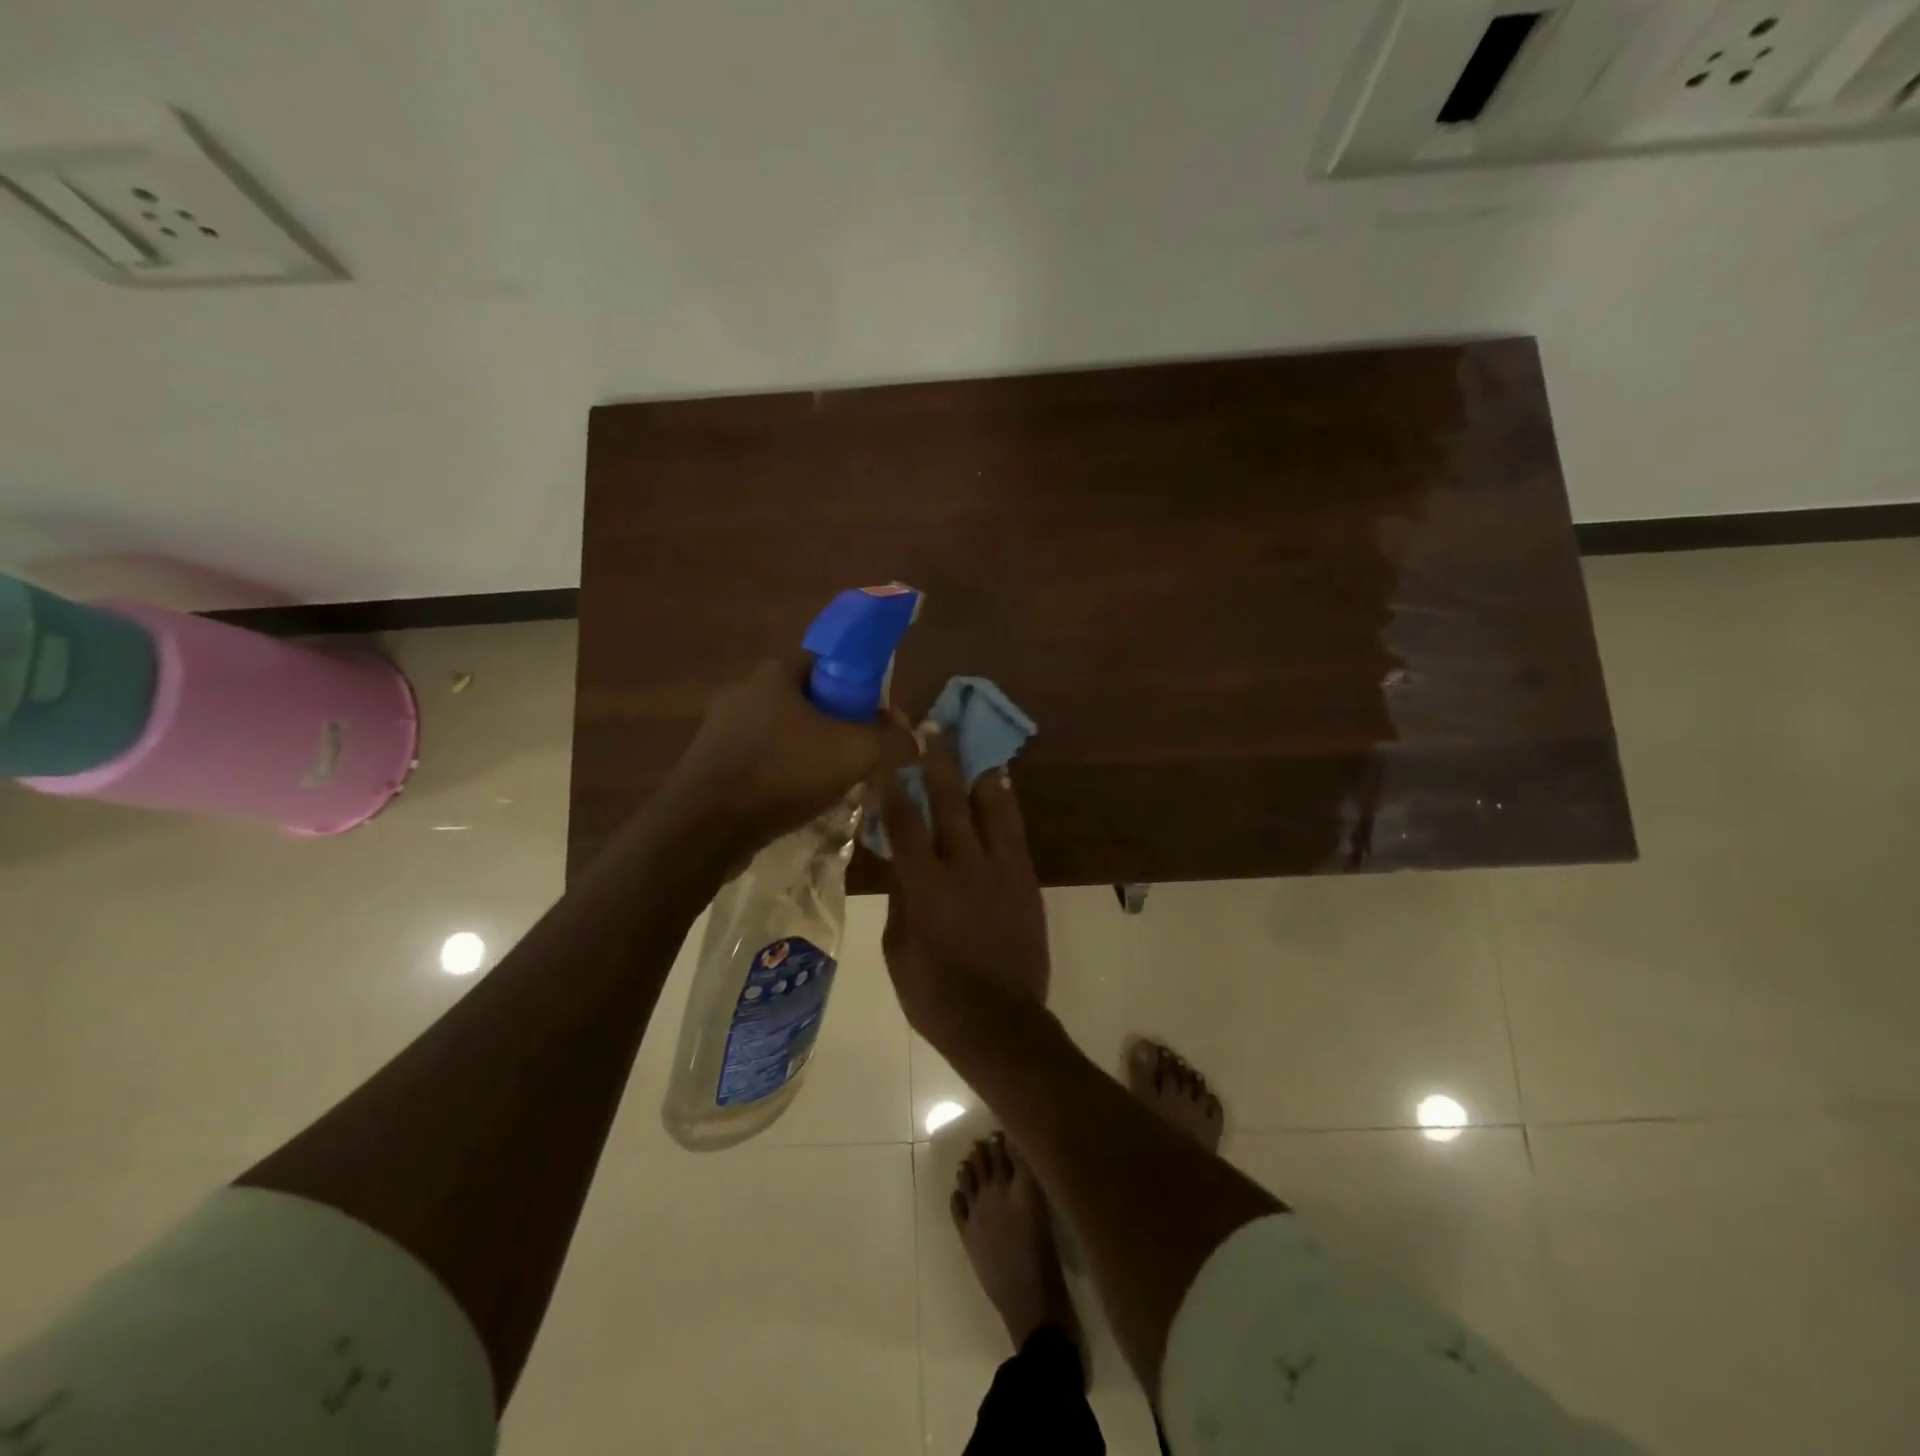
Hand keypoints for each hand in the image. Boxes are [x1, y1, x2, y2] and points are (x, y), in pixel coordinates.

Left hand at [664, 653, 916, 850]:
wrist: (705, 826)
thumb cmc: (782, 772)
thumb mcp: (854, 752)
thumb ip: (891, 741)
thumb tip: (917, 741)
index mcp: (774, 673)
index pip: (825, 661)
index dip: (856, 683)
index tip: (873, 714)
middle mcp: (743, 691)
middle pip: (805, 698)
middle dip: (835, 722)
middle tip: (859, 750)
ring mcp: (720, 728)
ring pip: (781, 731)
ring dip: (808, 750)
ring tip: (832, 781)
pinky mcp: (708, 763)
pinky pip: (758, 758)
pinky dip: (781, 772)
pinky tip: (796, 798)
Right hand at [877, 731, 1049, 1044]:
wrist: (999, 1021)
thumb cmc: (934, 993)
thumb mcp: (897, 948)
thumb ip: (899, 898)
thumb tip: (898, 862)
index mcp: (923, 884)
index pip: (903, 821)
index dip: (893, 782)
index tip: (887, 750)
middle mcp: (963, 866)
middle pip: (947, 801)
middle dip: (937, 760)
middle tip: (931, 726)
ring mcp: (1000, 870)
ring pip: (989, 807)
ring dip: (977, 771)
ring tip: (972, 742)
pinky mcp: (1025, 879)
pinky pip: (1015, 830)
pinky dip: (1006, 803)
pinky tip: (1000, 783)